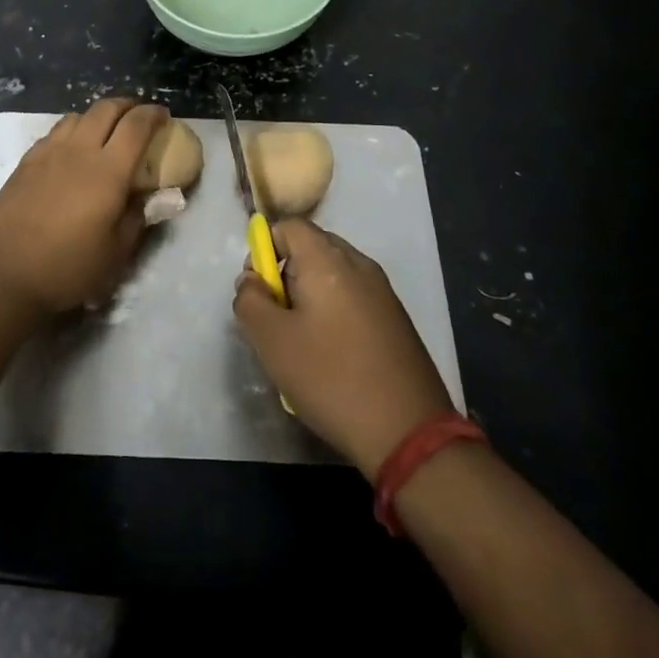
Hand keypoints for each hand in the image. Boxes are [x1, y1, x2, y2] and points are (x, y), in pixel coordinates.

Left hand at [0, 98, 168, 314]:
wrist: (3, 274)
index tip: (164, 116)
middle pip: (106, 108)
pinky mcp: (26, 162)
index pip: (136, 126)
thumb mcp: (115, 253)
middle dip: (127, 105)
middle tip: (138, 116)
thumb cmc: (67, 268)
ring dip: (97, 116)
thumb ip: (138, 218)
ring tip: (104, 131)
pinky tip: (71, 150)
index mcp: (108, 170)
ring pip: (77, 116)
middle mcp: (79, 151)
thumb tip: (151, 197)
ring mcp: (48, 153)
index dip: (153, 115)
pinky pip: (54, 132)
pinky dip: (72, 130)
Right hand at [234, 219, 455, 477]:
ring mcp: (382, 290)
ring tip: (303, 343)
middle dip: (286, 275)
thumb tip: (251, 280)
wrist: (409, 431)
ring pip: (332, 274)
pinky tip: (333, 355)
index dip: (264, 250)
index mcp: (327, 259)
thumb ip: (249, 300)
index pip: (287, 226)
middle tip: (277, 320)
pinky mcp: (395, 317)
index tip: (260, 292)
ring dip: (310, 297)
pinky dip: (334, 313)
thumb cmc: (331, 378)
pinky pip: (353, 297)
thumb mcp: (271, 341)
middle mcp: (358, 263)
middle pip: (310, 247)